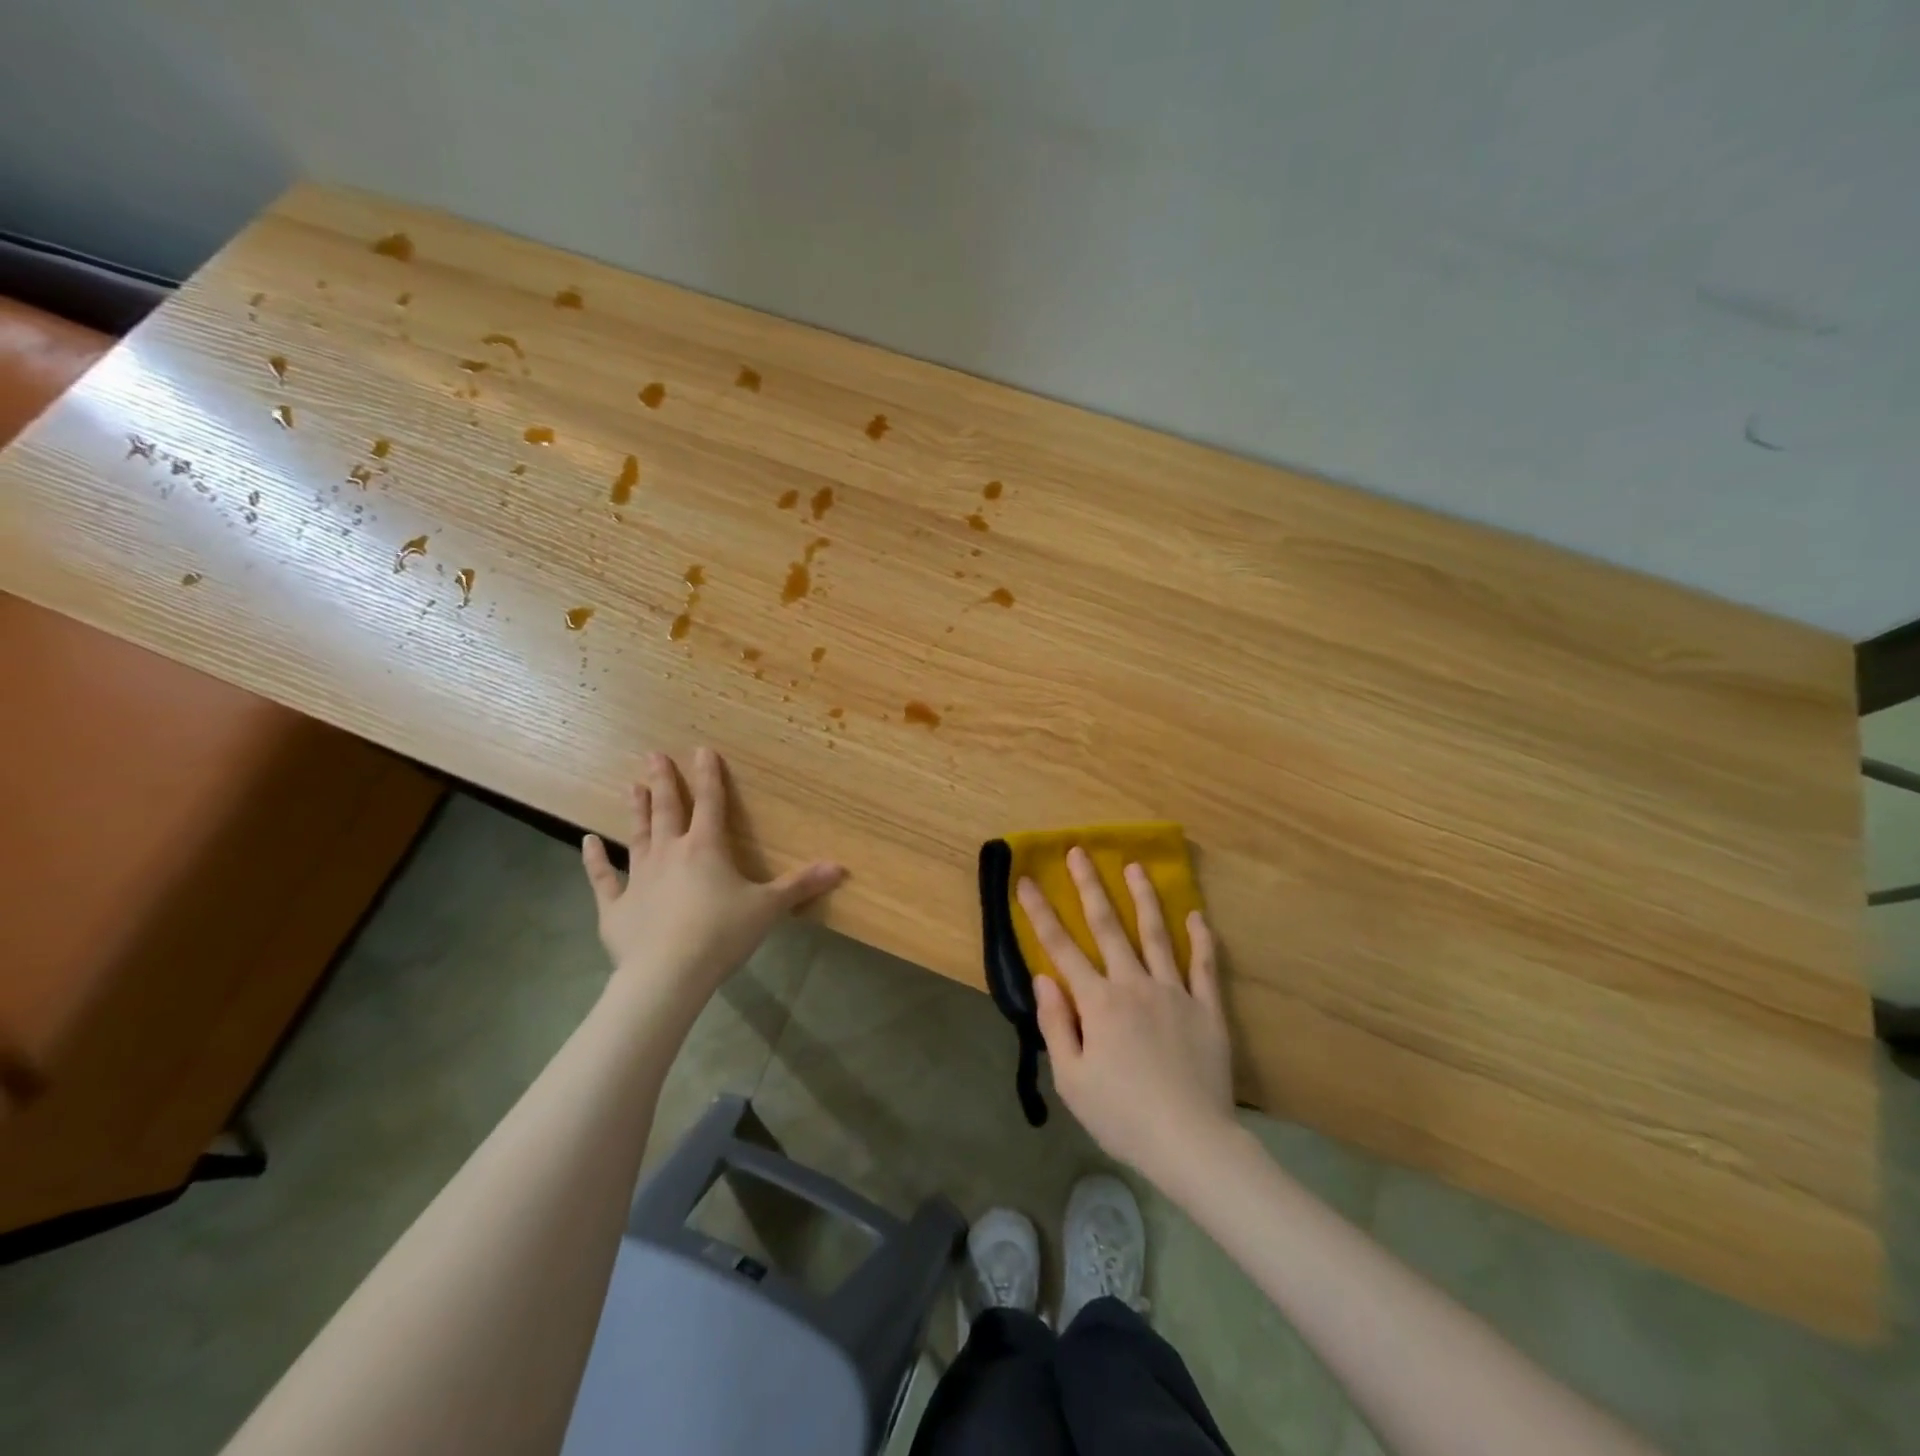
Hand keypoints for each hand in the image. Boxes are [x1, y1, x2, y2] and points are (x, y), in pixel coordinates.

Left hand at [581, 748, 844, 999]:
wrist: (668, 973)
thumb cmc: (722, 934)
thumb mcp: (769, 908)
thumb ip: (801, 885)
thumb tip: (840, 867)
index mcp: (706, 848)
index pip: (710, 803)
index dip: (709, 776)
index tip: (702, 750)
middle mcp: (670, 852)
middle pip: (668, 810)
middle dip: (663, 781)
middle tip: (652, 755)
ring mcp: (639, 877)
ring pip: (637, 834)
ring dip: (636, 810)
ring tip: (631, 785)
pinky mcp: (615, 906)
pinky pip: (603, 877)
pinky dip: (595, 859)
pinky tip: (587, 842)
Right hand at [1021, 849, 1236, 1189]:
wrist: (1190, 1141)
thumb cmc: (1121, 1115)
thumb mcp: (1072, 1079)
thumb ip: (1055, 1024)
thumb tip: (1044, 977)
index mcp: (1098, 1002)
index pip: (1061, 948)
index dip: (1040, 913)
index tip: (1026, 880)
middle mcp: (1134, 985)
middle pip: (1108, 926)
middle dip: (1090, 886)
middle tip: (1079, 852)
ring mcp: (1174, 992)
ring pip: (1156, 934)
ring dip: (1143, 898)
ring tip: (1135, 866)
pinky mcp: (1207, 1008)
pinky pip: (1204, 966)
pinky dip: (1201, 939)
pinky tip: (1197, 915)